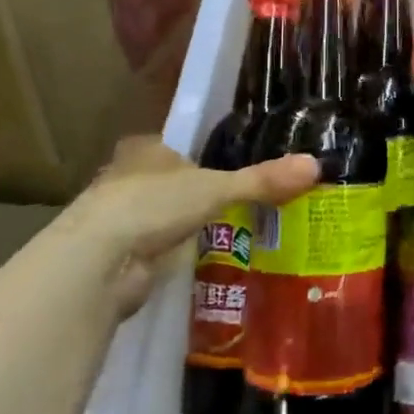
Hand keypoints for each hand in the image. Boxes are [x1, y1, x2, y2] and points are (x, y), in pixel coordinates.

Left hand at [61, 138, 320, 312]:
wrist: (98, 264)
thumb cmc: (152, 205)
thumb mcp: (217, 188)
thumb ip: (262, 180)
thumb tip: (315, 165)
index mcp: (144, 151)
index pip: (174, 148)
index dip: (197, 157)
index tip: (225, 169)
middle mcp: (125, 181)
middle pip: (168, 185)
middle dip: (193, 197)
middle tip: (237, 207)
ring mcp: (119, 223)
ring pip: (160, 220)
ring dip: (183, 230)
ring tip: (228, 237)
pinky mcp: (119, 260)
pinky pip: (156, 253)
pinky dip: (174, 258)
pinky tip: (201, 265)